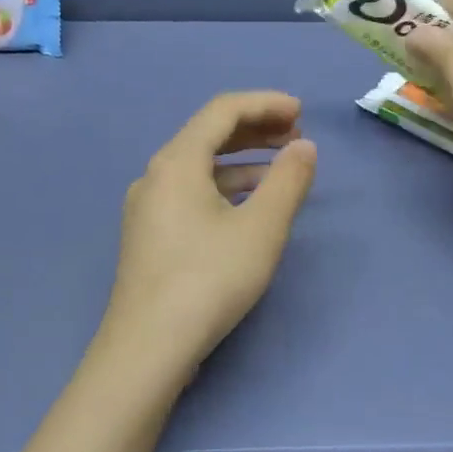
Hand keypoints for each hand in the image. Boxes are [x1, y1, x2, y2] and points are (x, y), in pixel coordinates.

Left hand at [104, 91, 317, 365]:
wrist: (148, 347)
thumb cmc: (209, 280)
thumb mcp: (261, 228)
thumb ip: (288, 181)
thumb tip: (304, 147)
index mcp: (177, 161)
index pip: (223, 111)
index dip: (265, 103)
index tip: (301, 112)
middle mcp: (156, 175)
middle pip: (208, 135)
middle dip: (256, 130)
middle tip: (296, 136)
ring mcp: (148, 206)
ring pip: (199, 167)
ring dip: (243, 161)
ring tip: (282, 170)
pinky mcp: (149, 235)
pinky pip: (191, 193)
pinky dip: (224, 188)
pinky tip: (248, 207)